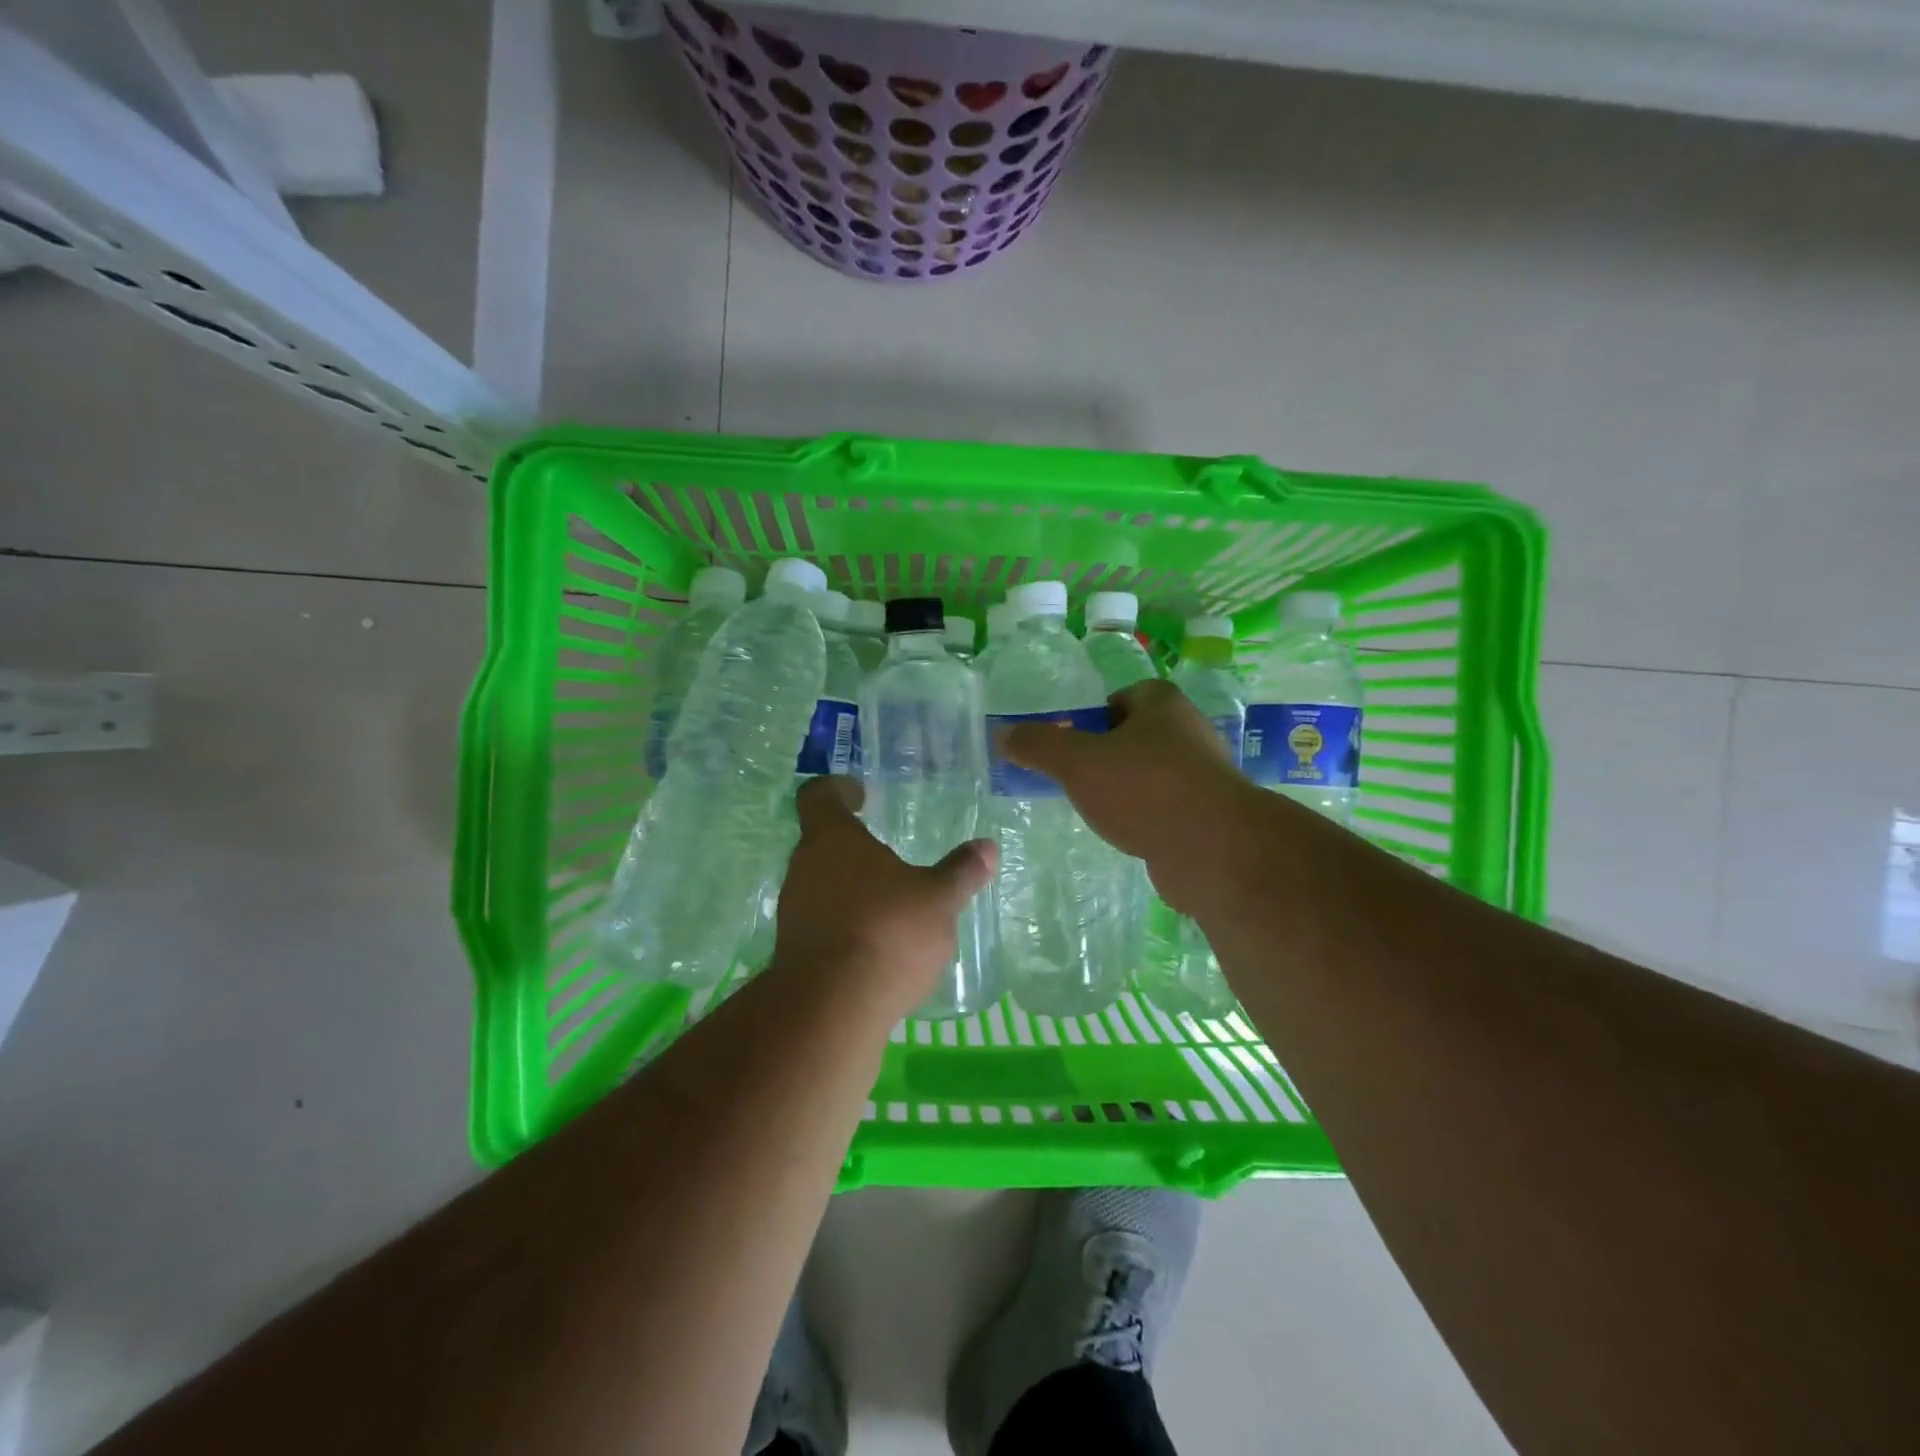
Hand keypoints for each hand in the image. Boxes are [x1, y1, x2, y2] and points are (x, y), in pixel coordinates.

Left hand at [770, 776, 997, 1019]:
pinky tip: (874, 944)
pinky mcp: (792, 950)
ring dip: (849, 888)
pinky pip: (820, 922)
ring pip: (820, 884)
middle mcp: (804, 867)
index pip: (819, 796)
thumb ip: (961, 872)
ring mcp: (793, 910)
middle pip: (822, 842)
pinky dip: (844, 923)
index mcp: (834, 839)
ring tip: (888, 903)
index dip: (839, 790)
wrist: (831, 1008)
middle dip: (853, 847)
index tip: (861, 795)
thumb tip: (987, 847)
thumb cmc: (888, 931)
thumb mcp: (939, 900)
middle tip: (887, 854)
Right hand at [999, 679, 1257, 915]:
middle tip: (1077, 780)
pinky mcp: (1209, 815)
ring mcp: (1204, 775)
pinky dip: (1146, 818)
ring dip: (1126, 789)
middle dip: (1105, 756)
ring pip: (1151, 774)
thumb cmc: (1144, 789)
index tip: (1071, 746)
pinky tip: (1129, 836)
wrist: (1215, 850)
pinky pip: (1166, 807)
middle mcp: (1189, 731)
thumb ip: (1039, 745)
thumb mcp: (1077, 762)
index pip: (1122, 697)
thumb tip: (1003, 734)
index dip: (1093, 718)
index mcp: (1163, 703)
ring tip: (1099, 811)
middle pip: (1135, 736)